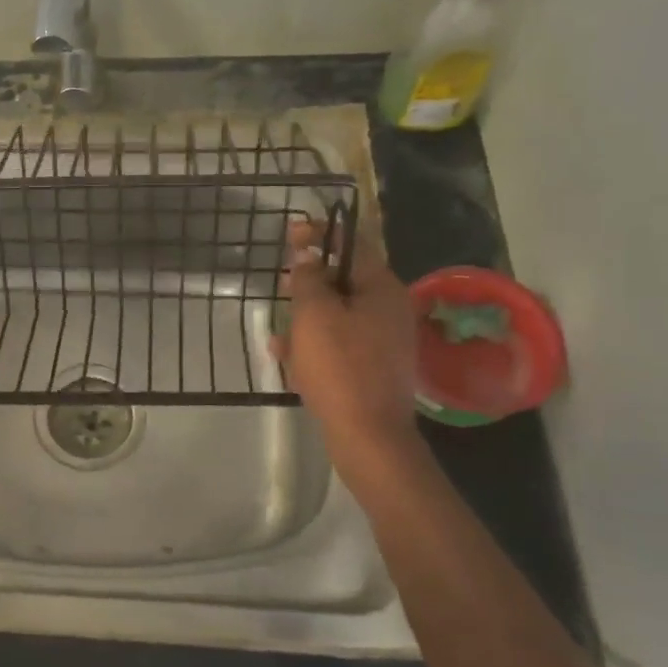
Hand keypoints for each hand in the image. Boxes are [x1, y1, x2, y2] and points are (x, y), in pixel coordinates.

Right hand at [271, 218, 421, 461]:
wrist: (368, 434)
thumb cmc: (340, 366)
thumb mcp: (314, 315)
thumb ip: (308, 279)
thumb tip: (308, 257)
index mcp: (382, 288)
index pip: (352, 244)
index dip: (321, 233)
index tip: (292, 231)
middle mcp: (389, 309)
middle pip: (346, 280)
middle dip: (311, 279)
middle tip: (282, 280)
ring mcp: (384, 341)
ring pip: (340, 314)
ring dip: (308, 315)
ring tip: (278, 326)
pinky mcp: (374, 368)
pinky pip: (341, 344)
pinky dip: (316, 343)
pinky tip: (287, 357)